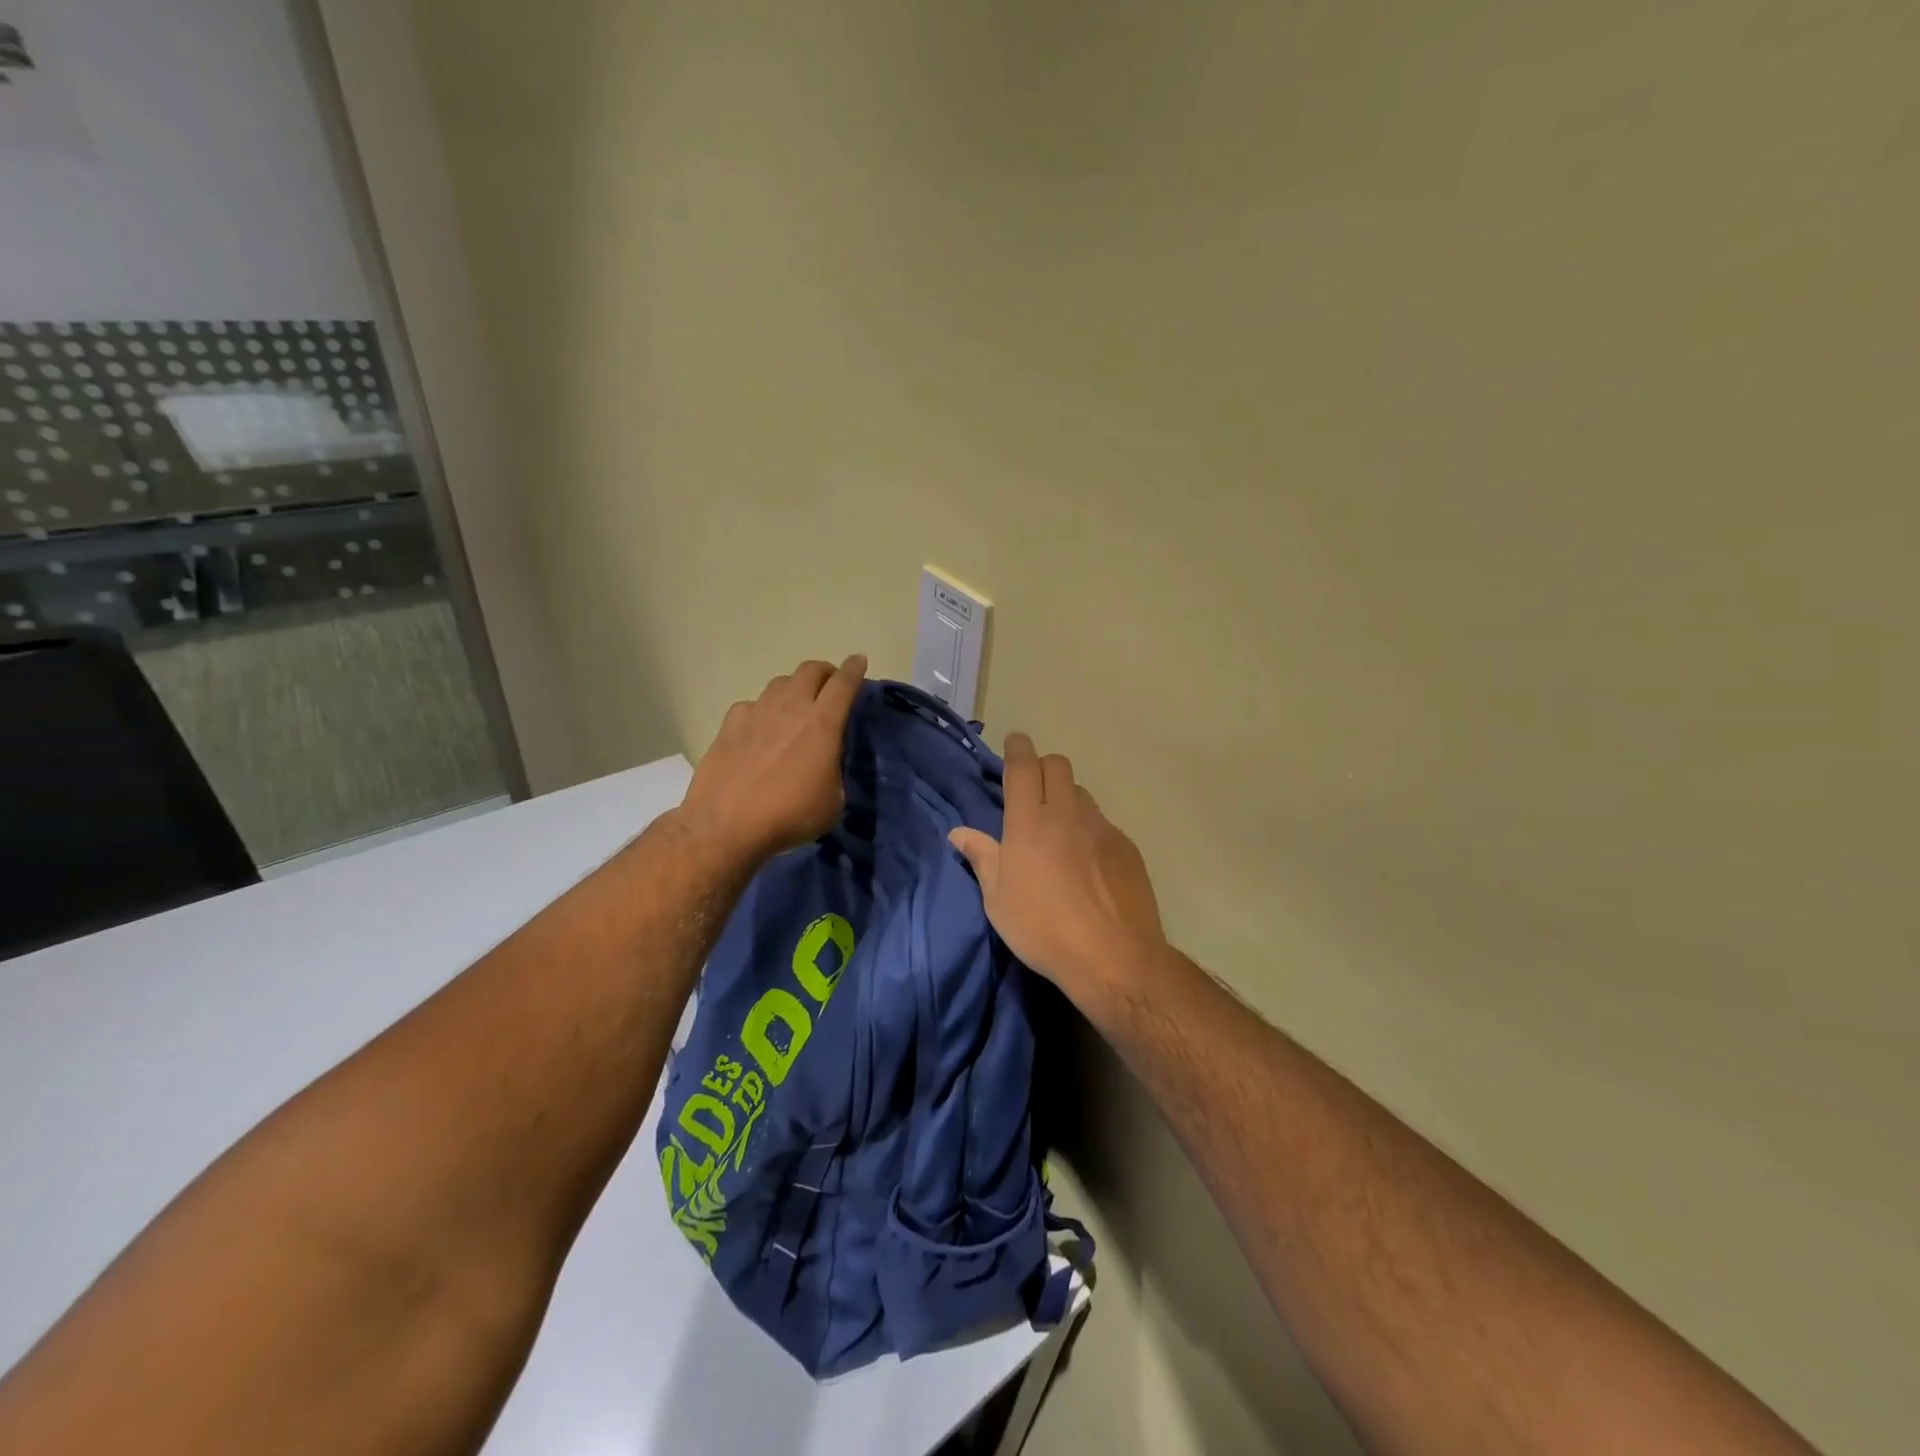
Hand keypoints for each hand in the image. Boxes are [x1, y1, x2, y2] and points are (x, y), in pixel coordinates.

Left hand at [679, 655, 867, 862]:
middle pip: (810, 670)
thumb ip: (834, 771)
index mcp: (822, 723)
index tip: (859, 661)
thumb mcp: (833, 801)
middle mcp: (790, 708)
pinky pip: (752, 705)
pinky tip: (760, 729)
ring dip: (794, 687)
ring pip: (780, 682)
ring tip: (796, 705)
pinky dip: (762, 710)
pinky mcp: (730, 724)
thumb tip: (825, 763)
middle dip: (825, 672)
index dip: (854, 669)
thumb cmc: (790, 815)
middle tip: (830, 685)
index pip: (844, 683)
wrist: (726, 825)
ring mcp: (756, 712)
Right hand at [949, 733, 1167, 1010]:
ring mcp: (1101, 827)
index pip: (1023, 766)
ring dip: (1067, 799)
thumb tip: (960, 833)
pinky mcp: (1126, 846)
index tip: (1014, 743)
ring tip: (1060, 832)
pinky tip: (1087, 863)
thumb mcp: (998, 899)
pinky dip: (1089, 830)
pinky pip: (1103, 823)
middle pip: (1058, 766)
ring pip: (1082, 794)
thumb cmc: (1042, 928)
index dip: (1017, 748)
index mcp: (1029, 822)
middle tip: (1033, 791)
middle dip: (1043, 767)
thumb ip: (982, 858)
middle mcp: (1067, 813)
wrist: (1112, 956)